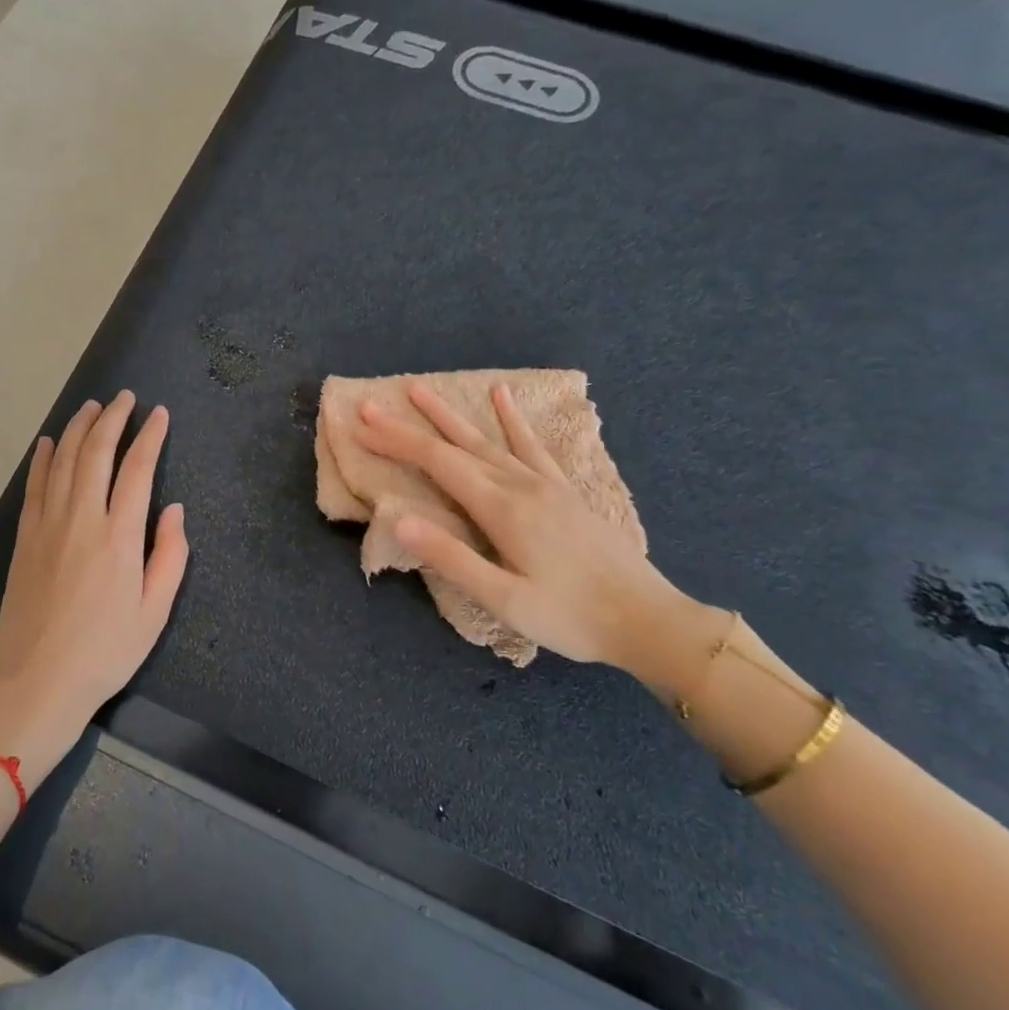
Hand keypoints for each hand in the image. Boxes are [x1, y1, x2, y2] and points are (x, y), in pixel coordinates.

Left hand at [0, 391, 188, 778]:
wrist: (38, 682)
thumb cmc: (105, 651)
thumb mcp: (155, 612)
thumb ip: (169, 556)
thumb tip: (173, 509)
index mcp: (119, 537)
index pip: (137, 469)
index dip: (150, 436)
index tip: (159, 414)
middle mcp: (81, 519)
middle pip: (95, 453)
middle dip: (112, 419)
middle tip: (125, 399)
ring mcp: (47, 525)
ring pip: (61, 461)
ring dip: (77, 428)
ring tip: (91, 407)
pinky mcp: (24, 538)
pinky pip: (33, 486)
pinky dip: (41, 458)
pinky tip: (46, 441)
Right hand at [355, 381, 723, 686]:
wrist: (647, 620)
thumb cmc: (571, 617)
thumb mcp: (504, 599)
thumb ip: (451, 558)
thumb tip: (398, 519)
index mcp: (501, 508)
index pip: (437, 464)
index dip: (396, 442)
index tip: (361, 424)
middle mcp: (519, 484)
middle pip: (454, 446)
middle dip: (409, 427)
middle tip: (372, 405)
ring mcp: (544, 483)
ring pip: (487, 439)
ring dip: (450, 414)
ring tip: (421, 390)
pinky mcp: (563, 490)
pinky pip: (531, 445)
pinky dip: (513, 419)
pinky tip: (502, 395)